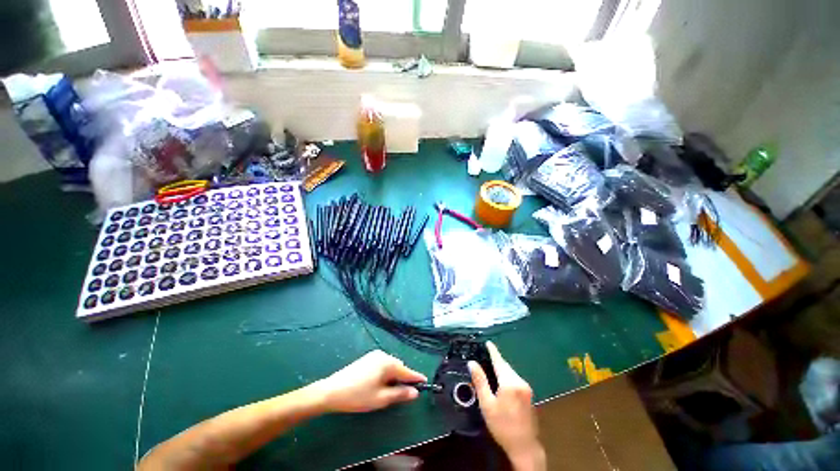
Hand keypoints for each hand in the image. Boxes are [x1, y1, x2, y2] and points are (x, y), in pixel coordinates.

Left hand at [313, 350, 426, 412]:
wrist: (331, 391)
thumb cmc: (358, 396)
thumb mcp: (381, 398)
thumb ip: (400, 394)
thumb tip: (415, 392)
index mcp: (388, 363)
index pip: (407, 371)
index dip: (416, 378)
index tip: (425, 383)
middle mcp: (383, 355)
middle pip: (399, 367)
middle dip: (402, 379)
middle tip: (401, 394)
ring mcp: (374, 355)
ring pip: (390, 366)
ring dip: (392, 377)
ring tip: (386, 392)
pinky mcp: (367, 359)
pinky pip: (382, 365)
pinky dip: (384, 374)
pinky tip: (377, 385)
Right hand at [469, 342, 545, 470]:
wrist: (524, 447)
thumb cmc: (502, 426)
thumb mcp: (487, 404)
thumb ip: (480, 381)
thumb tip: (472, 363)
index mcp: (509, 382)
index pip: (499, 361)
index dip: (493, 351)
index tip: (488, 342)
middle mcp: (520, 382)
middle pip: (506, 366)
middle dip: (497, 360)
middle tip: (486, 355)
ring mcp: (526, 388)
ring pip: (511, 373)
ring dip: (502, 369)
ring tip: (491, 367)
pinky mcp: (529, 395)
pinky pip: (515, 379)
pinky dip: (507, 376)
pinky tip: (501, 381)